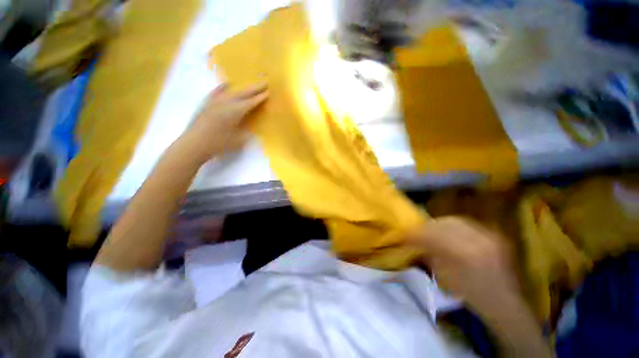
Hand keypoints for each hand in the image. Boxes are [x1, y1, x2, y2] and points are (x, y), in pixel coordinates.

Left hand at [180, 83, 268, 161]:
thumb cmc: (219, 144)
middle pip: (243, 93)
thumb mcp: (238, 141)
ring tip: (249, 85)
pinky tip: (226, 85)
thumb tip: (252, 129)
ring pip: (231, 91)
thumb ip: (247, 133)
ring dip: (242, 89)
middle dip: (254, 88)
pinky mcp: (207, 104)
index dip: (260, 98)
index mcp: (235, 112)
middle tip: (264, 83)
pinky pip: (216, 92)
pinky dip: (223, 88)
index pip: (251, 102)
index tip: (268, 92)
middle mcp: (226, 103)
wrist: (194, 144)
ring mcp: (215, 102)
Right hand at [409, 217, 551, 356]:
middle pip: (443, 224)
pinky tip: (447, 230)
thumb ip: (429, 255)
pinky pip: (466, 223)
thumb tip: (416, 242)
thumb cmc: (472, 296)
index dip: (415, 234)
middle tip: (416, 232)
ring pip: (454, 220)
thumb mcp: (444, 278)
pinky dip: (452, 224)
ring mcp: (488, 236)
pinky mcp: (493, 235)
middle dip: (426, 227)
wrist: (505, 303)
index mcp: (464, 256)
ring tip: (430, 230)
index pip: (432, 235)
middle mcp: (478, 241)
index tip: (404, 235)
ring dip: (438, 224)